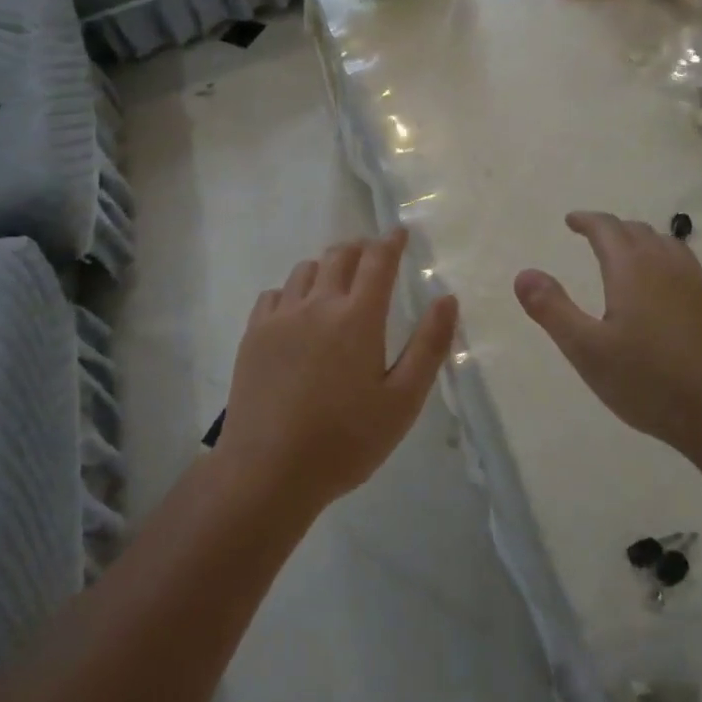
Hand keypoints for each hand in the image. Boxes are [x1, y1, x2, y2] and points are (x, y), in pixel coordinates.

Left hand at [222, 229, 458, 509]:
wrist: (269, 470)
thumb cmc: (345, 441)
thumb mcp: (402, 401)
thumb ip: (428, 347)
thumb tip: (447, 299)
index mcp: (358, 318)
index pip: (378, 261)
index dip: (391, 242)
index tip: (400, 231)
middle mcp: (317, 305)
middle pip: (339, 256)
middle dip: (360, 248)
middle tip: (372, 254)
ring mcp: (280, 317)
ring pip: (305, 270)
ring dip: (326, 266)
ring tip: (336, 280)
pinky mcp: (253, 335)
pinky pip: (275, 294)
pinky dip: (293, 290)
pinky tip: (297, 310)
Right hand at [514, 211, 701, 453]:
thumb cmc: (650, 382)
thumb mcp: (587, 350)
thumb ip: (553, 309)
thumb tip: (524, 274)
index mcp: (632, 270)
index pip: (607, 229)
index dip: (587, 220)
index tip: (571, 220)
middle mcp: (667, 267)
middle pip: (639, 231)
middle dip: (613, 229)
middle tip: (593, 236)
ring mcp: (699, 285)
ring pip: (667, 245)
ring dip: (642, 241)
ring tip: (627, 255)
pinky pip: (686, 266)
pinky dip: (665, 262)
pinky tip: (663, 290)